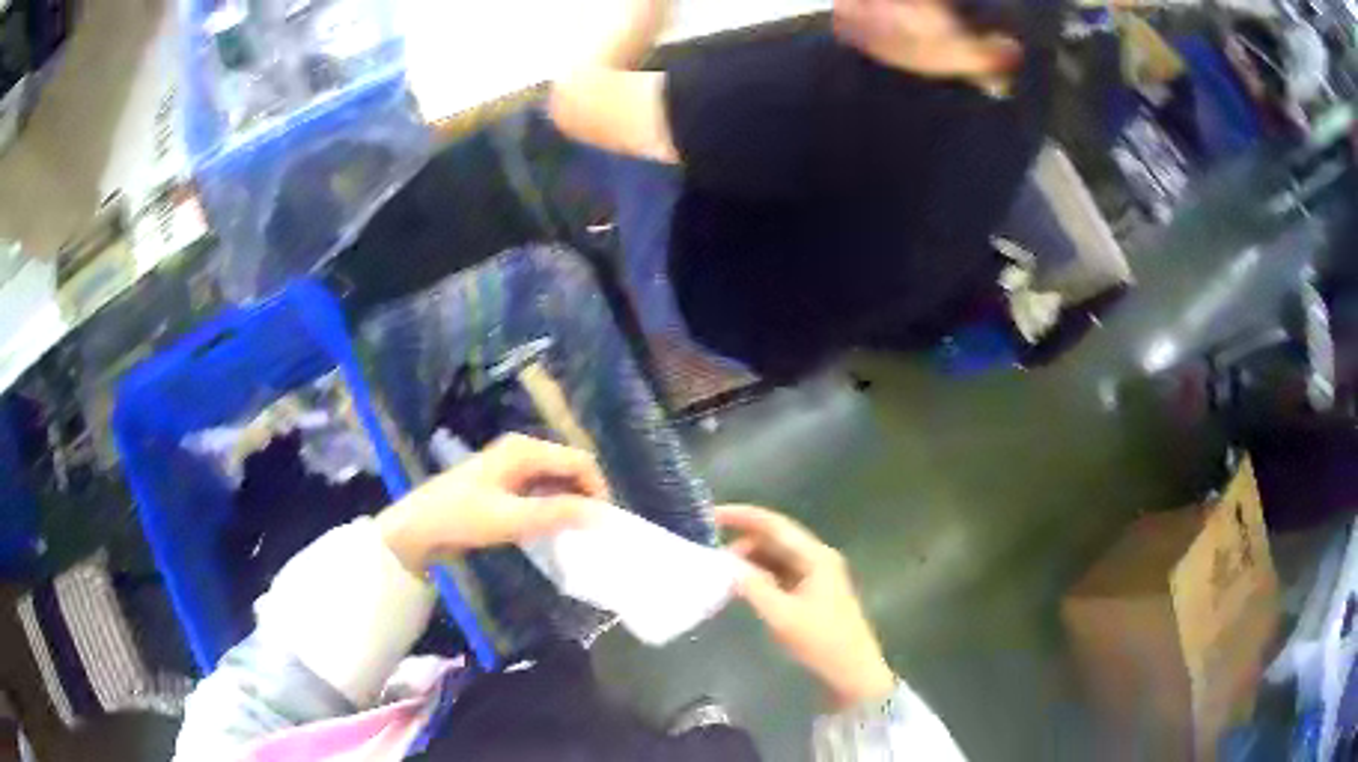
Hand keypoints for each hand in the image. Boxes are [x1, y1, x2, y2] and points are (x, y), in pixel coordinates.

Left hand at [377, 434, 609, 572]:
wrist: (418, 527)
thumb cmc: (461, 517)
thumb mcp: (510, 518)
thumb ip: (555, 514)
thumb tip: (599, 515)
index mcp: (525, 450)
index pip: (579, 462)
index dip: (597, 490)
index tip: (603, 524)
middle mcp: (522, 452)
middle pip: (569, 470)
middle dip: (585, 498)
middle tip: (591, 533)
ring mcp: (513, 468)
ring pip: (556, 483)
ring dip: (569, 505)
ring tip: (575, 535)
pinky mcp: (505, 486)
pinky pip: (541, 493)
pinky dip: (552, 509)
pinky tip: (551, 531)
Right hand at [717, 505, 896, 709]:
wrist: (852, 672)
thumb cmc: (821, 642)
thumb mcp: (782, 615)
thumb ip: (753, 586)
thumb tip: (726, 565)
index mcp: (815, 556)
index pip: (774, 525)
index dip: (742, 516)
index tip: (710, 515)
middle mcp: (817, 558)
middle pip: (775, 538)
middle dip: (743, 540)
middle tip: (710, 552)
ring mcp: (816, 576)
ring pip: (776, 557)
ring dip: (750, 560)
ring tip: (721, 571)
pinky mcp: (812, 593)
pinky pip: (780, 574)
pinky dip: (759, 575)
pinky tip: (740, 586)